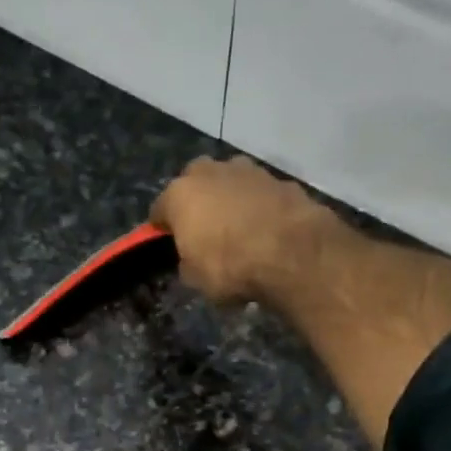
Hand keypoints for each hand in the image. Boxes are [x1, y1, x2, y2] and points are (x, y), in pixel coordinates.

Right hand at [149, 155, 347, 306]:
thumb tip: (192, 257)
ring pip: (229, 183)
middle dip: (197, 203)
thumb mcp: (196, 279)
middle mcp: (210, 172)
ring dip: (230, 200)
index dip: (162, 228)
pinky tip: (266, 230)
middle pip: (195, 184)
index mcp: (180, 194)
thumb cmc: (231, 267)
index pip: (159, 209)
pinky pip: (259, 194)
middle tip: (205, 231)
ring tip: (239, 230)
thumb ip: (188, 261)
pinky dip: (258, 207)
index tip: (168, 243)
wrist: (292, 253)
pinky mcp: (279, 179)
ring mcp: (248, 170)